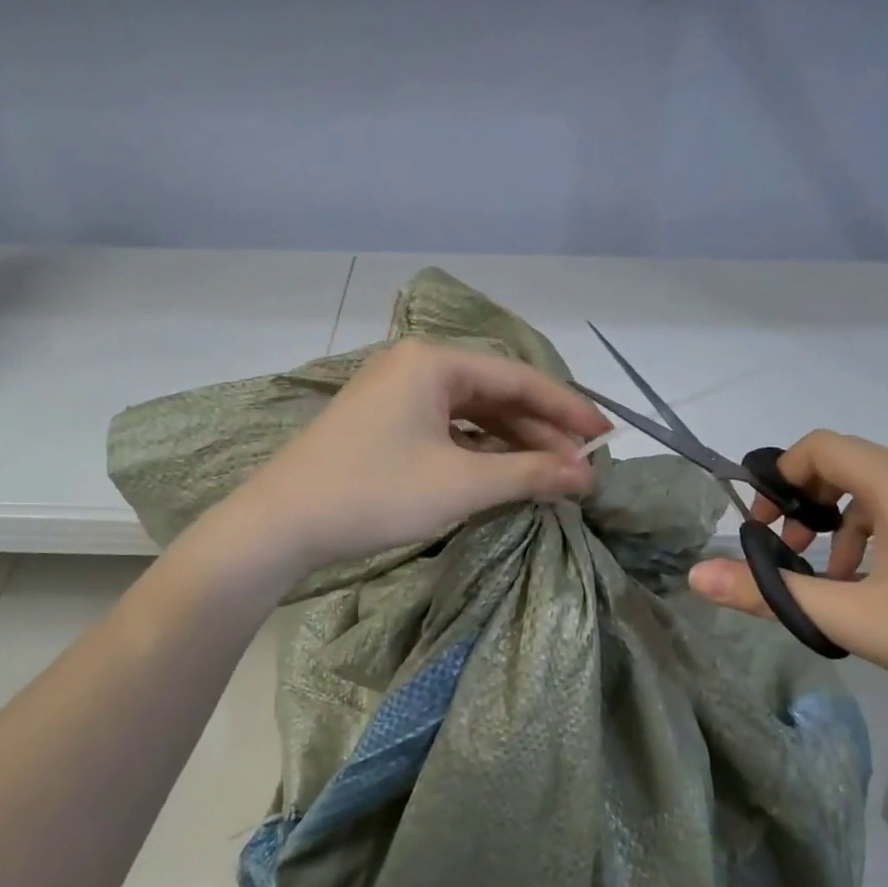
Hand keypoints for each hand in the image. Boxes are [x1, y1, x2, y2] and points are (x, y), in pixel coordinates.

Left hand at [231, 339, 608, 571]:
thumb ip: (530, 474)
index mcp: (434, 362)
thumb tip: (587, 476)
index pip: (519, 379)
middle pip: (495, 393)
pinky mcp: (381, 423)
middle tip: (581, 466)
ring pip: (470, 413)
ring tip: (550, 475)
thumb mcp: (461, 485)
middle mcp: (415, 366)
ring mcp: (394, 394)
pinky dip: (478, 451)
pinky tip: (501, 474)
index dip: (568, 409)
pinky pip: (445, 429)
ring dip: (511, 443)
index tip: (606, 437)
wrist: (281, 524)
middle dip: (541, 431)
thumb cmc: (375, 494)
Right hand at [689, 430, 887, 733]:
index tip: (762, 526)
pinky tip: (884, 596)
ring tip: (834, 586)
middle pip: (848, 469)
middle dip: (804, 507)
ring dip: (839, 530)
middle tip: (789, 557)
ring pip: (879, 499)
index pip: (822, 446)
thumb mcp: (855, 620)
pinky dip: (876, 543)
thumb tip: (696, 576)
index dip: (779, 475)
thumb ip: (772, 596)